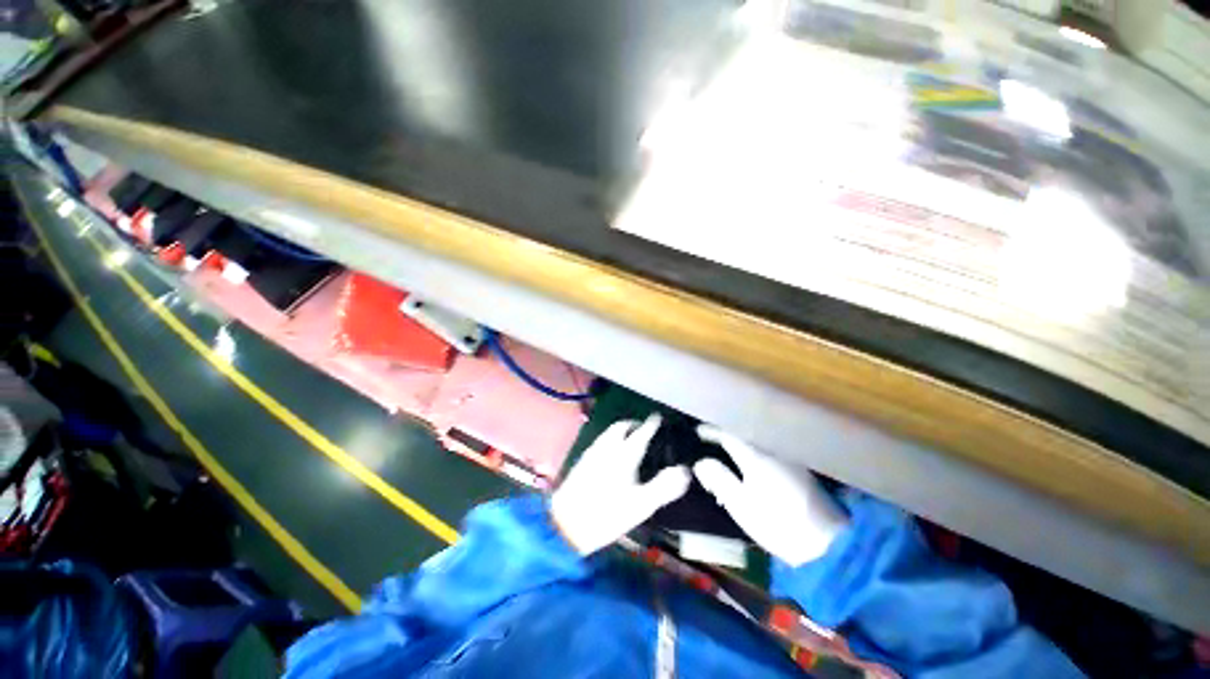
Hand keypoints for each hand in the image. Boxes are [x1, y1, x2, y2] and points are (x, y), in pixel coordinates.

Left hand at [551, 414, 690, 554]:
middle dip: (633, 424)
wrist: (567, 524)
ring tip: (629, 438)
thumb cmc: (608, 514)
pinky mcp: (582, 461)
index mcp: (624, 454)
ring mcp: (592, 453)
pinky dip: (610, 439)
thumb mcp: (641, 505)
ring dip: (620, 430)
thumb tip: (685, 471)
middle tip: (643, 428)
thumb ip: (664, 486)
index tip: (658, 418)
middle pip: (621, 427)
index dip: (651, 424)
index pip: (641, 433)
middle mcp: (607, 448)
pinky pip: (600, 441)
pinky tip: (610, 453)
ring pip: (608, 432)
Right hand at [694, 426, 847, 566]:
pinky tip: (747, 464)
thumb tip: (700, 461)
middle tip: (708, 441)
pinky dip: (751, 451)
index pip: (727, 434)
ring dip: (738, 442)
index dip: (710, 431)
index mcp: (756, 455)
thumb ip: (719, 478)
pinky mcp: (797, 468)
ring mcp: (787, 457)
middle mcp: (772, 449)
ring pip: (755, 441)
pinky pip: (766, 450)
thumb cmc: (777, 524)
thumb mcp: (741, 505)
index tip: (696, 432)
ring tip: (724, 452)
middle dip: (723, 434)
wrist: (827, 544)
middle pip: (742, 433)